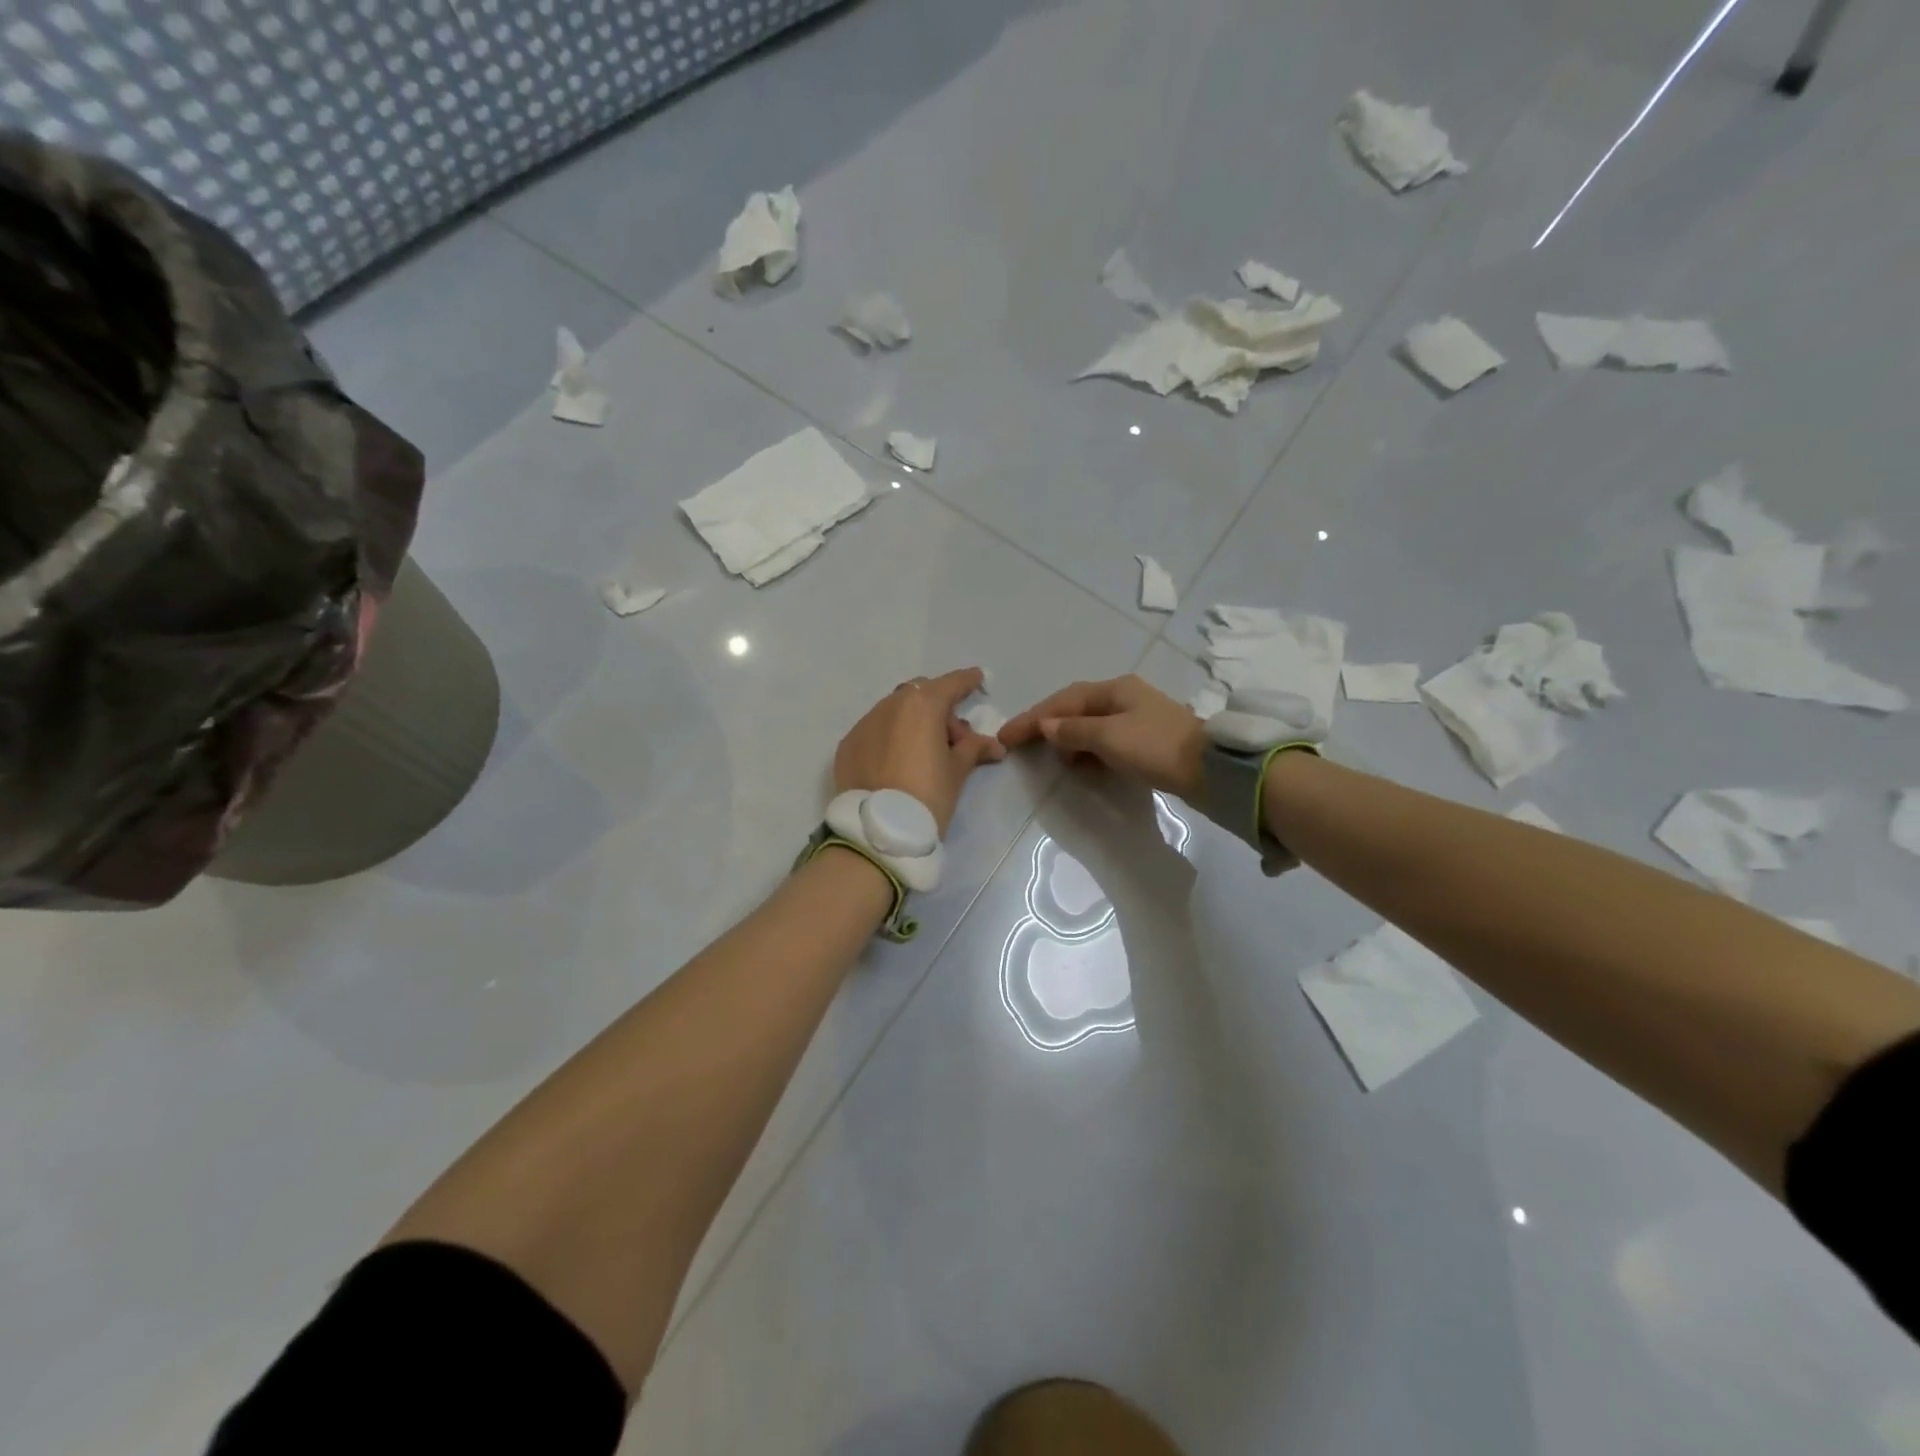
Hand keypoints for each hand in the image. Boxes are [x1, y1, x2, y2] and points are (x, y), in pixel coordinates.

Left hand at [834, 668, 1006, 834]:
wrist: (879, 830)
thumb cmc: (928, 796)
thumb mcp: (957, 771)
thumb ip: (974, 749)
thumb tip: (994, 745)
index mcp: (922, 705)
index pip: (951, 684)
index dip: (967, 681)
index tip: (978, 679)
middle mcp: (890, 705)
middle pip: (920, 694)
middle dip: (939, 708)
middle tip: (954, 739)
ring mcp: (864, 723)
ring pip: (894, 711)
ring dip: (912, 722)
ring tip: (924, 753)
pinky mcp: (848, 744)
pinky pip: (875, 730)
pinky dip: (890, 737)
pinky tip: (897, 762)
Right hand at [999, 675, 1206, 800]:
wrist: (1212, 770)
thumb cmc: (1156, 747)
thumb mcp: (1109, 737)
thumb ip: (1073, 731)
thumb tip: (1045, 726)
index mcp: (1114, 689)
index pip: (1062, 701)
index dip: (1032, 718)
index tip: (1005, 736)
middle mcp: (1124, 697)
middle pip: (1075, 709)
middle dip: (1047, 726)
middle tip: (1021, 745)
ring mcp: (1137, 718)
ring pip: (1090, 726)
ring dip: (1067, 740)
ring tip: (1051, 759)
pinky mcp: (1147, 740)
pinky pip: (1105, 741)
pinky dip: (1087, 751)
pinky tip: (1081, 766)